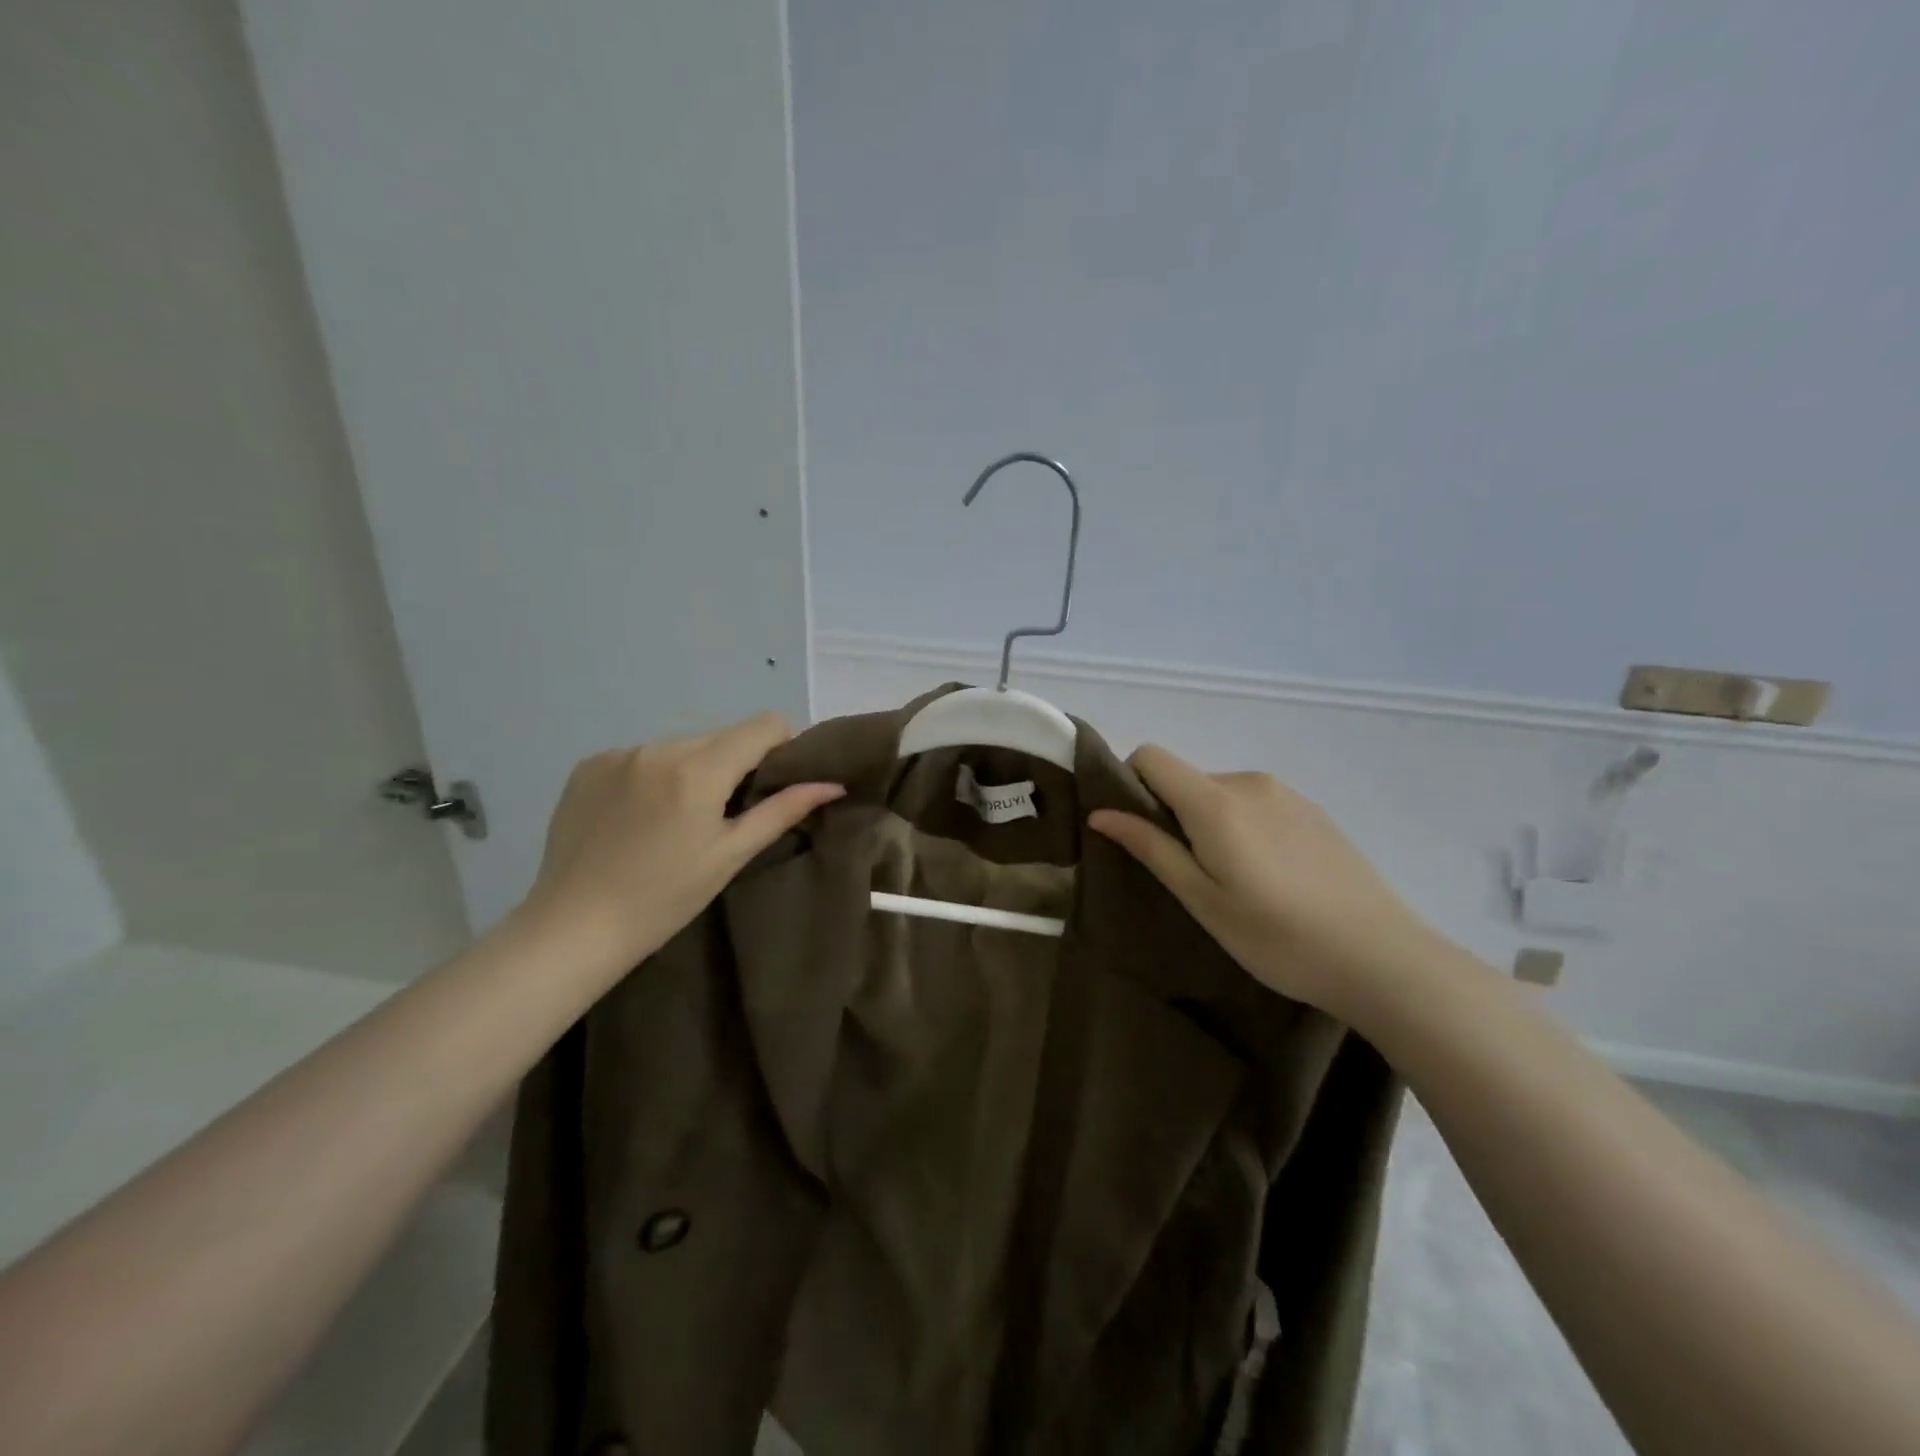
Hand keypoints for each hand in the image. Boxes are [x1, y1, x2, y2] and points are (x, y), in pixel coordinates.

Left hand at [516, 712, 843, 977]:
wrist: (574, 927)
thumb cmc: (665, 898)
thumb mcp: (731, 855)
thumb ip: (782, 810)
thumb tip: (832, 784)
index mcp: (698, 769)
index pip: (764, 724)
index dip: (782, 746)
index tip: (776, 782)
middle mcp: (658, 747)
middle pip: (722, 734)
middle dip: (736, 762)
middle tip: (728, 811)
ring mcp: (618, 753)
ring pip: (681, 744)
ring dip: (694, 768)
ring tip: (679, 818)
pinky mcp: (588, 765)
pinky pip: (642, 755)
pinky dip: (655, 775)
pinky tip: (641, 816)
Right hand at [1088, 744, 1436, 1015]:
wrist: (1382, 958)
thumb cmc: (1278, 937)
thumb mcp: (1203, 900)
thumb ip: (1151, 848)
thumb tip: (1100, 813)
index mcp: (1215, 801)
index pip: (1152, 756)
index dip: (1130, 783)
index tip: (1136, 830)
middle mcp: (1249, 782)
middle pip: (1186, 779)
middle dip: (1171, 813)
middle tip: (1188, 874)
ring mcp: (1287, 793)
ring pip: (1222, 793)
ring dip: (1210, 822)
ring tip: (1234, 881)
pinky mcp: (1314, 810)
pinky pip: (1257, 803)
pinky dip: (1244, 826)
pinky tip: (1272, 876)